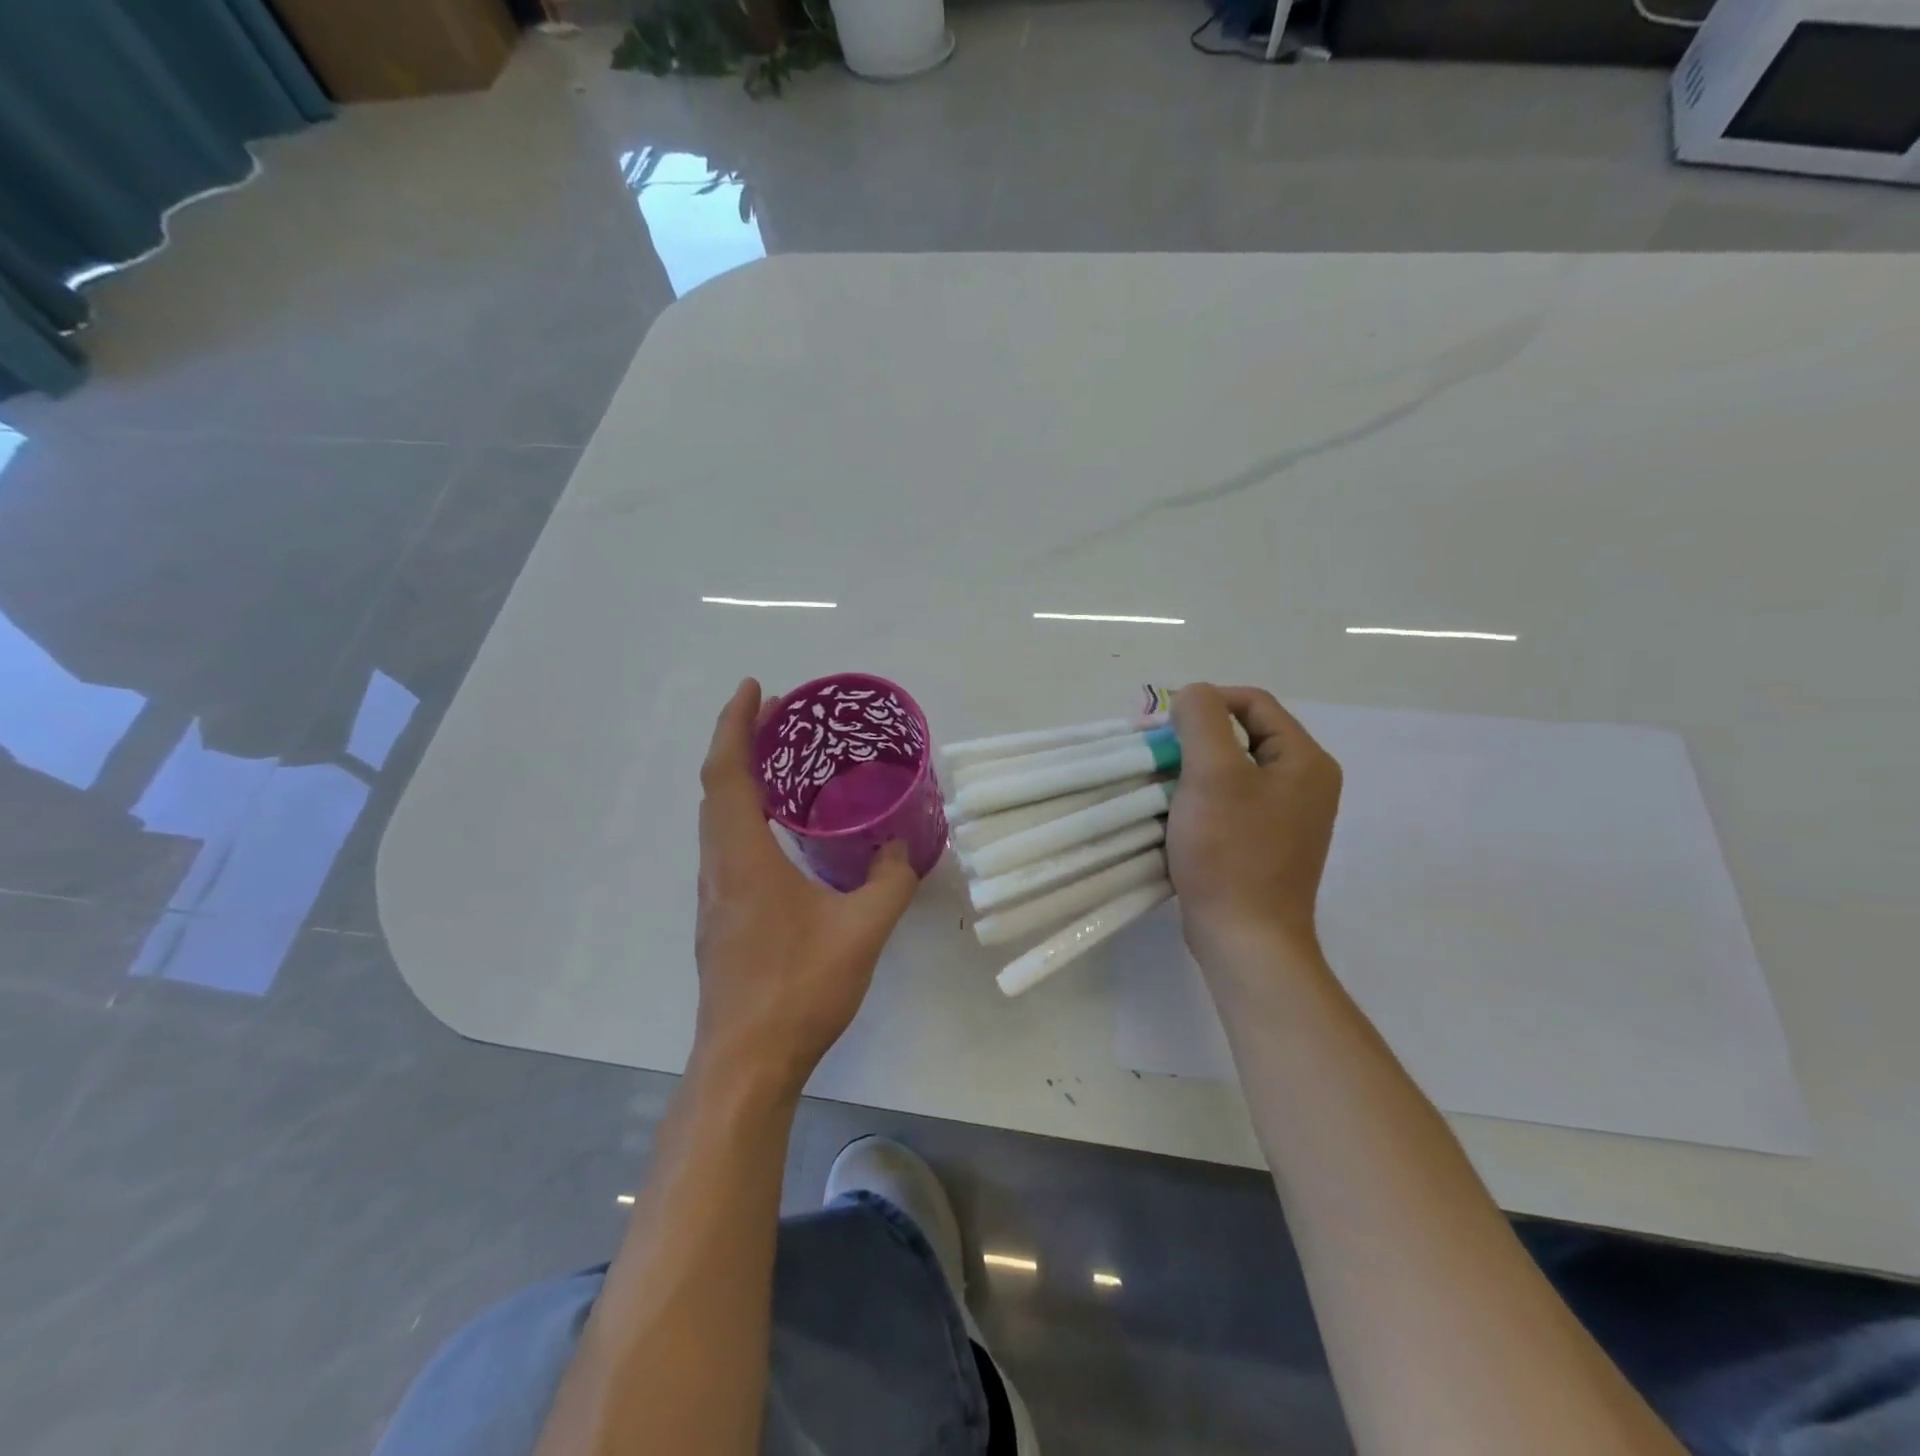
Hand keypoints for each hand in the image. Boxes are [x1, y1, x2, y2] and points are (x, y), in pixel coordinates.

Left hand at [693, 679, 921, 1099]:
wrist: (746, 1063)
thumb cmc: (799, 989)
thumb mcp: (862, 930)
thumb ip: (890, 881)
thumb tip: (903, 847)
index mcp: (743, 858)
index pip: (728, 773)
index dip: (736, 724)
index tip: (755, 687)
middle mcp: (719, 868)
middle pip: (717, 788)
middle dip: (742, 742)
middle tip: (780, 716)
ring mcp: (715, 896)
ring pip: (717, 818)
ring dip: (741, 779)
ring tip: (782, 761)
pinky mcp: (721, 919)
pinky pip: (727, 845)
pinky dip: (745, 814)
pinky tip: (780, 830)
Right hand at [1166, 684, 1342, 970]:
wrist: (1245, 938)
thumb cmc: (1231, 851)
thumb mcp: (1213, 773)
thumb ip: (1202, 719)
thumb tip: (1193, 694)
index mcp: (1304, 760)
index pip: (1253, 703)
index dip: (1206, 701)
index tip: (1163, 723)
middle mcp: (1304, 783)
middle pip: (1242, 735)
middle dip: (1194, 737)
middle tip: (1153, 751)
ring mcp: (1286, 817)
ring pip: (1232, 770)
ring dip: (1192, 768)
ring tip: (1156, 780)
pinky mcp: (1265, 844)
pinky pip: (1230, 802)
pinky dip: (1199, 798)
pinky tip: (1172, 812)